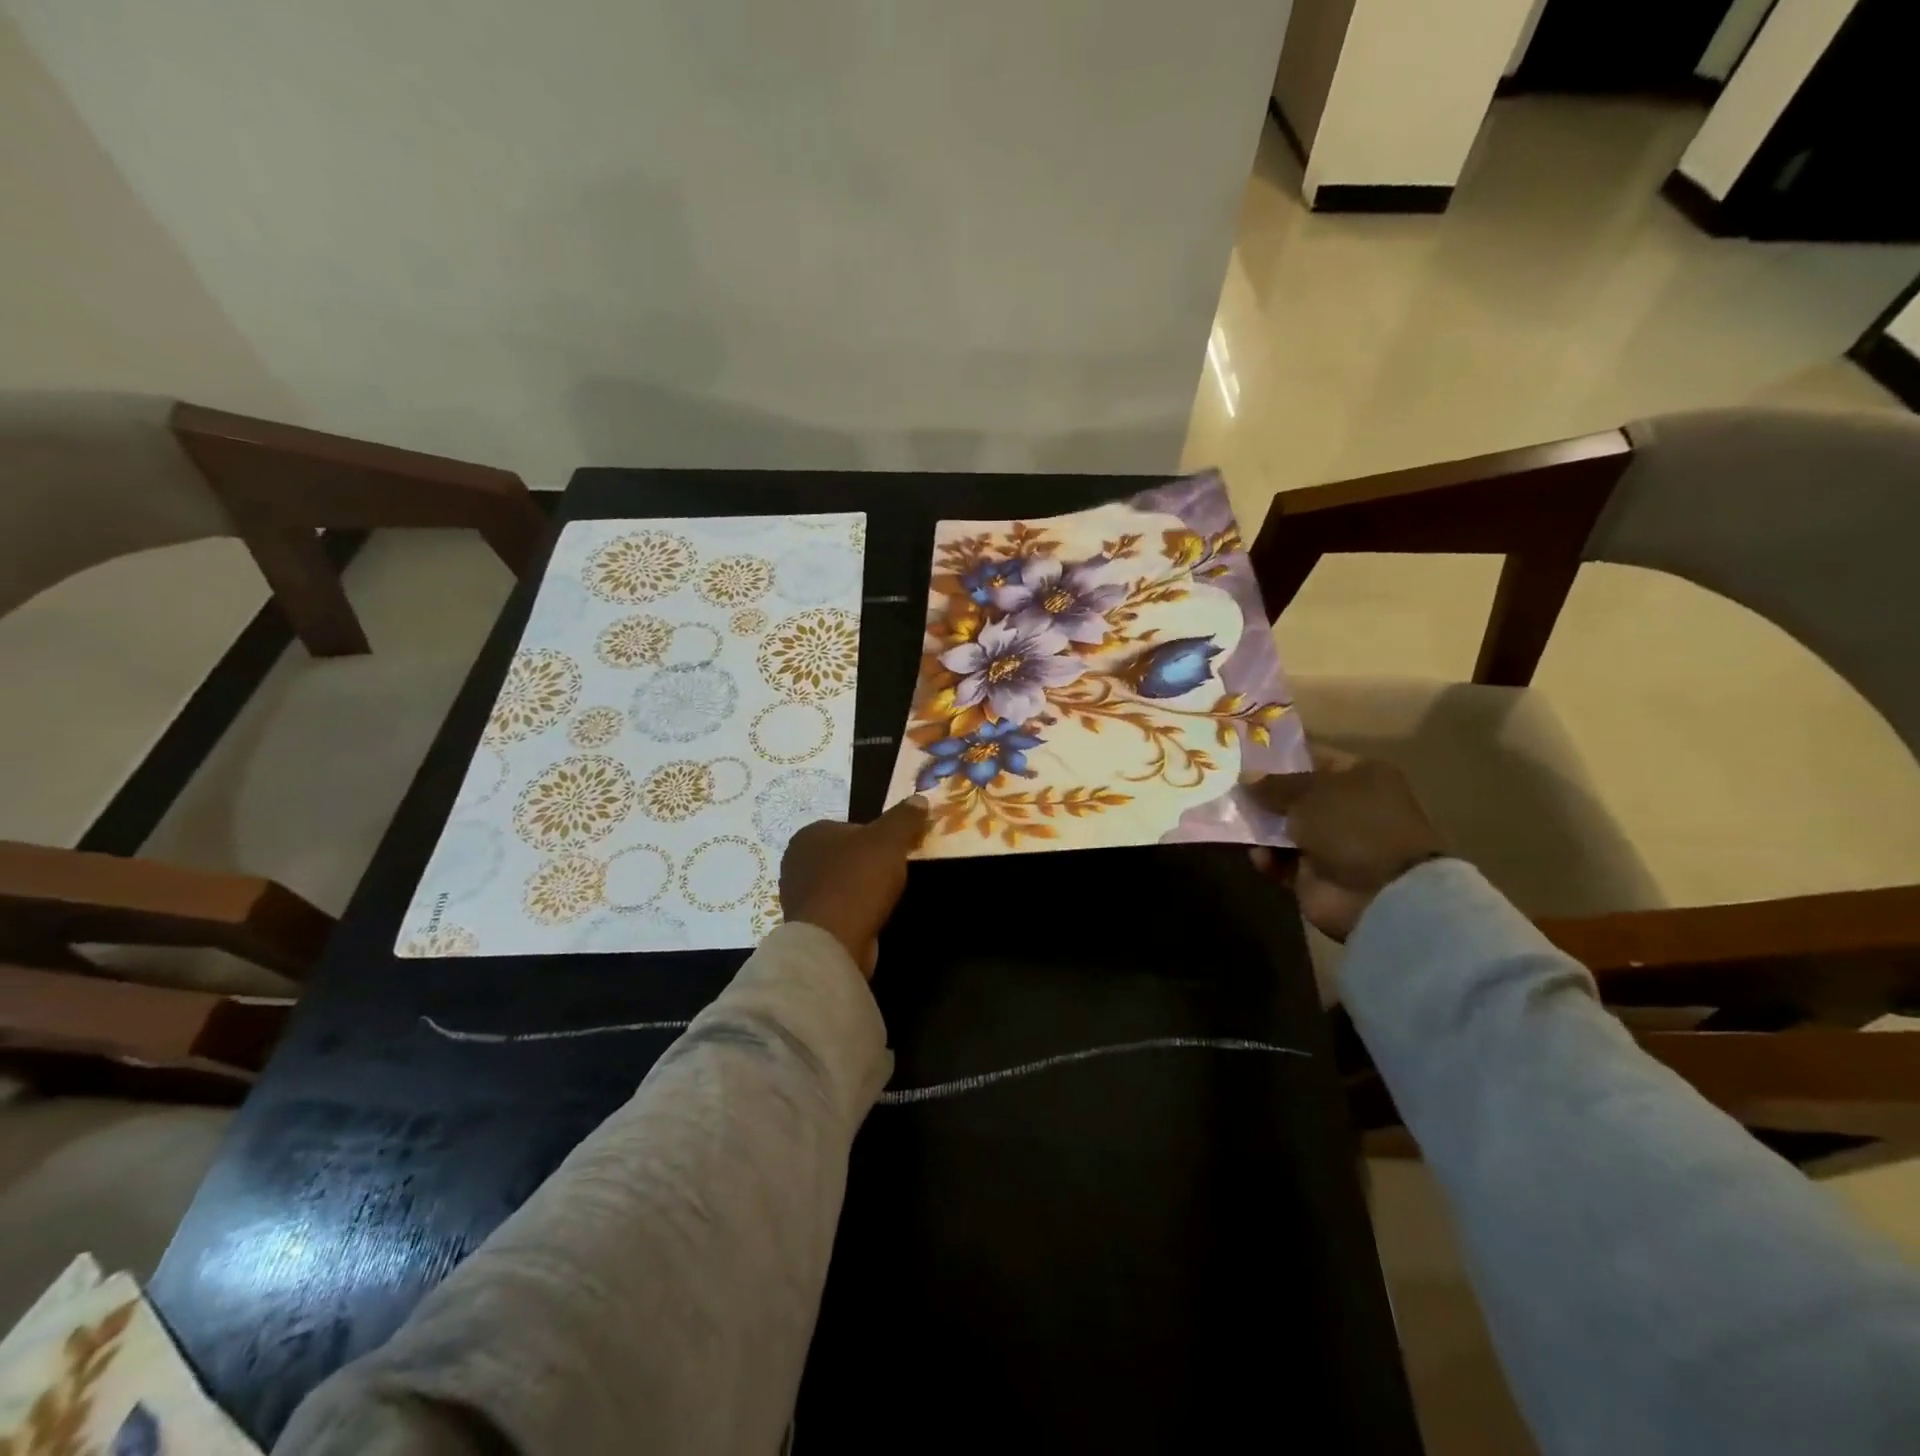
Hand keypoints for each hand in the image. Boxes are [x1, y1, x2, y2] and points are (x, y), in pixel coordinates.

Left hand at [779, 796, 929, 976]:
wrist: (834, 940)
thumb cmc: (858, 880)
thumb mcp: (889, 840)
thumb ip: (904, 817)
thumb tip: (919, 798)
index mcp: (809, 834)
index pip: (849, 827)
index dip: (876, 838)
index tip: (894, 852)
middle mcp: (795, 862)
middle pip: (843, 855)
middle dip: (866, 864)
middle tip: (891, 874)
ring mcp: (797, 896)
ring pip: (839, 883)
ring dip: (859, 889)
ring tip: (883, 899)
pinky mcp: (805, 925)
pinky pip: (835, 910)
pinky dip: (852, 912)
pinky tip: (869, 918)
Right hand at [1247, 749, 1443, 941]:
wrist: (1379, 894)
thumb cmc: (1350, 826)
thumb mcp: (1308, 792)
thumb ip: (1273, 784)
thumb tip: (1245, 777)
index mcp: (1360, 776)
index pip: (1312, 758)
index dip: (1278, 756)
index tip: (1241, 756)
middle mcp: (1348, 807)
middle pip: (1295, 795)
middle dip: (1263, 794)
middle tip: (1227, 789)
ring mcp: (1333, 843)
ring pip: (1284, 828)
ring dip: (1260, 828)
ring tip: (1236, 824)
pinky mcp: (1316, 874)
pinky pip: (1281, 860)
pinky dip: (1267, 858)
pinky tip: (1259, 857)